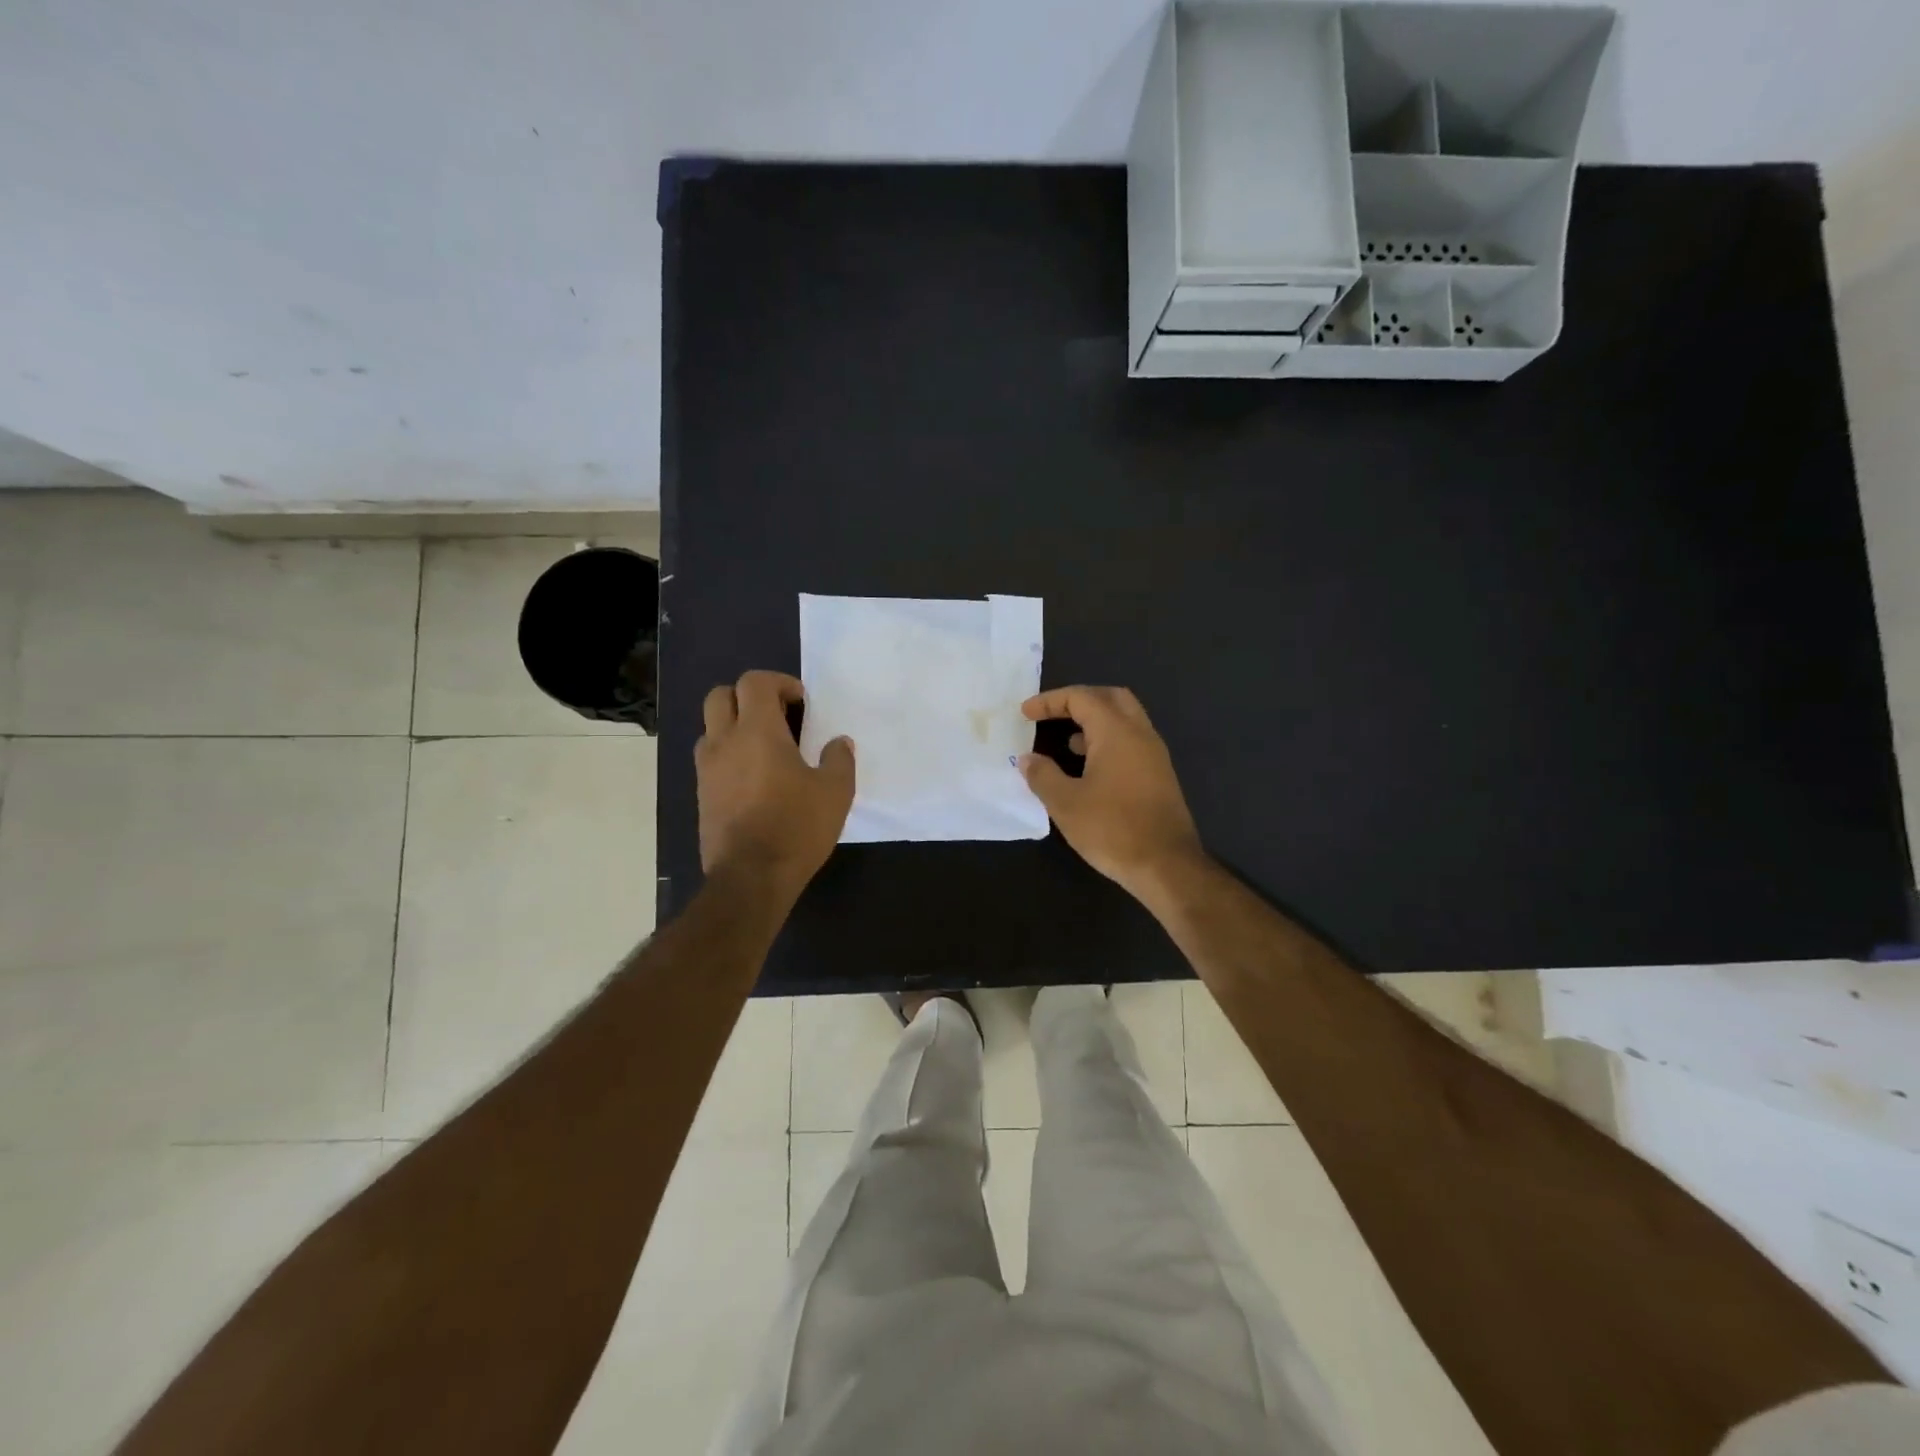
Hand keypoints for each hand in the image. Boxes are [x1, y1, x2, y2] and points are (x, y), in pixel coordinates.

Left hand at [696, 671, 854, 896]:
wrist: (751, 877)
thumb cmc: (796, 827)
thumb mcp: (836, 792)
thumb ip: (839, 759)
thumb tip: (839, 742)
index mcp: (757, 731)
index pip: (754, 682)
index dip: (779, 682)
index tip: (801, 702)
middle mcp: (724, 742)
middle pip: (720, 696)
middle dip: (747, 696)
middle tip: (777, 716)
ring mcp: (707, 769)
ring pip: (711, 728)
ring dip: (734, 726)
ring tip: (764, 749)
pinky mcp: (701, 795)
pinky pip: (710, 760)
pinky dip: (728, 756)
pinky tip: (754, 780)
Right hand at [1019, 685, 1204, 900]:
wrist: (1166, 865)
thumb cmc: (1112, 829)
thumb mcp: (1065, 803)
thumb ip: (1042, 775)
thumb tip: (1028, 759)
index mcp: (1116, 732)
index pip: (1081, 698)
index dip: (1050, 701)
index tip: (1025, 714)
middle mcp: (1140, 734)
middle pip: (1110, 697)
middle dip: (1078, 701)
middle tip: (1051, 715)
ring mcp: (1154, 754)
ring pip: (1124, 719)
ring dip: (1094, 721)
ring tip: (1065, 741)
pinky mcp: (1159, 775)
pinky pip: (1131, 741)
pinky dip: (1107, 741)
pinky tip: (1089, 767)